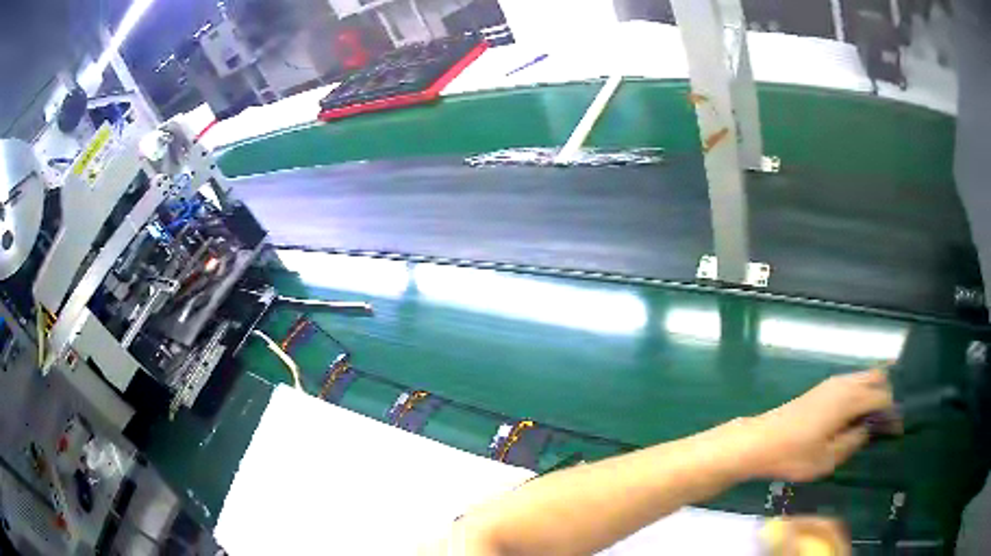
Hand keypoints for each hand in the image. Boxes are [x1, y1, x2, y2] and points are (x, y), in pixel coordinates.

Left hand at [741, 369, 895, 481]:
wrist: (759, 441)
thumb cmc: (793, 455)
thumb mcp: (828, 458)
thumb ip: (854, 440)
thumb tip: (869, 428)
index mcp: (849, 399)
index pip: (883, 396)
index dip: (893, 412)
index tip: (896, 431)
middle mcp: (844, 383)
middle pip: (877, 376)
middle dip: (887, 395)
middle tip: (885, 422)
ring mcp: (832, 382)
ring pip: (864, 376)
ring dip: (874, 391)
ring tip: (873, 420)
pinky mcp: (822, 388)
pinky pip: (852, 382)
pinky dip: (861, 392)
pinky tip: (856, 414)